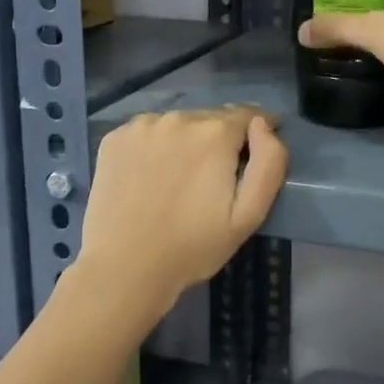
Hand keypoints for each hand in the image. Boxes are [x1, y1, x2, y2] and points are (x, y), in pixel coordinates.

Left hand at [78, 106, 287, 305]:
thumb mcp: (248, 215)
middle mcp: (178, 117)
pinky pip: (147, 132)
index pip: (249, 115)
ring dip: (186, 142)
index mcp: (215, 133)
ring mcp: (141, 125)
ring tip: (179, 181)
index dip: (257, 134)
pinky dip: (155, 146)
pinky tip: (150, 177)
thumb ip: (269, 163)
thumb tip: (263, 124)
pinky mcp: (114, 138)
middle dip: (219, 141)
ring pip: (178, 124)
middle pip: (212, 119)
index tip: (251, 160)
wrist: (124, 268)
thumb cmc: (193, 247)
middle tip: (212, 181)